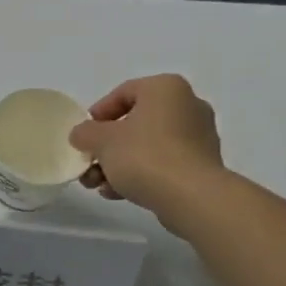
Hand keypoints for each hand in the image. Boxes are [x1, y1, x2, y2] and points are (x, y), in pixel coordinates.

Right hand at [69, 74, 224, 222]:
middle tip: (89, 163)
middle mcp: (188, 106)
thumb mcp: (101, 140)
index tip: (84, 134)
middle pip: (135, 122)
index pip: (124, 92)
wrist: (191, 197)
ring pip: (148, 146)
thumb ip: (85, 133)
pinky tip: (118, 193)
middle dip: (107, 146)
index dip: (98, 113)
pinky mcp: (202, 166)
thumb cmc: (145, 156)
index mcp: (166, 88)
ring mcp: (199, 137)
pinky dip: (140, 174)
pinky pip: (164, 164)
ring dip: (119, 164)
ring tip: (98, 185)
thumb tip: (82, 135)